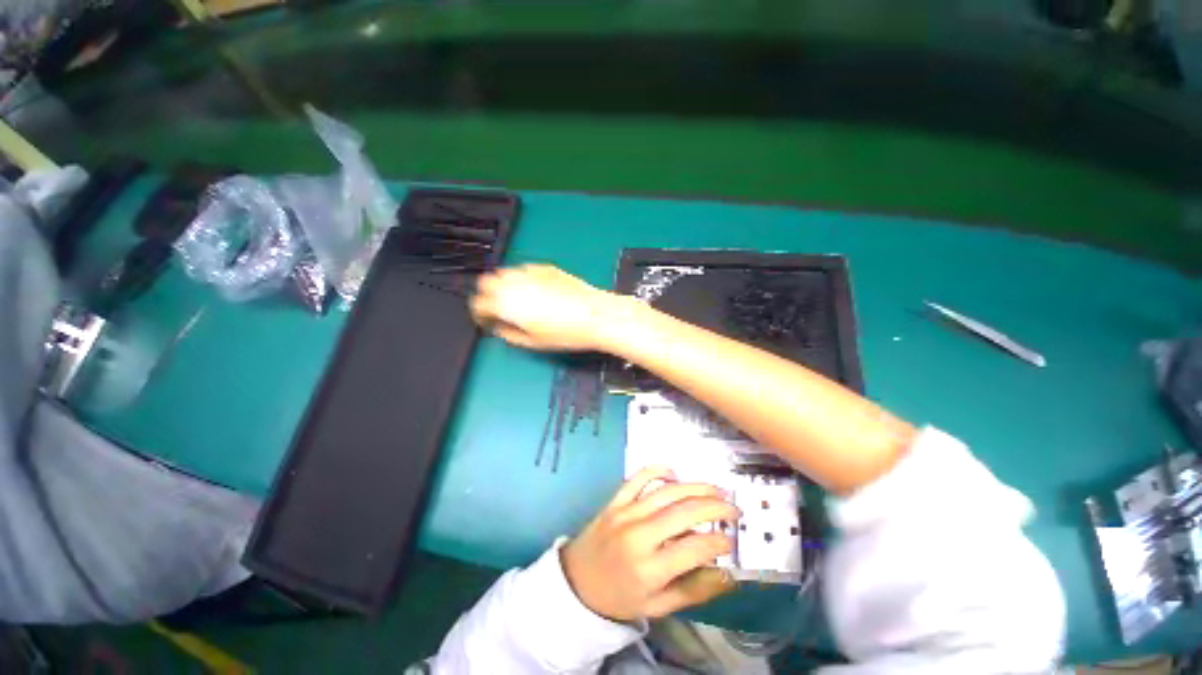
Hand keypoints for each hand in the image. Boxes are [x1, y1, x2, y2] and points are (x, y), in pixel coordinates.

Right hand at [470, 264, 628, 351]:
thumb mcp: (532, 342)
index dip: (479, 314)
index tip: (487, 321)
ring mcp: (530, 272)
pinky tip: (535, 291)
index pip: (478, 303)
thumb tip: (499, 327)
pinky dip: (522, 279)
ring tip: (517, 301)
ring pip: (504, 272)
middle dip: (488, 295)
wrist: (595, 315)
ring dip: (503, 285)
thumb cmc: (564, 332)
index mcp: (505, 302)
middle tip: (499, 310)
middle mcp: (513, 282)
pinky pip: (524, 269)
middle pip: (486, 282)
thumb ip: (508, 334)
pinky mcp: (546, 267)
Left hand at [561, 466, 739, 621]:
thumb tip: (728, 574)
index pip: (694, 548)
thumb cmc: (620, 597)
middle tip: (733, 508)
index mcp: (649, 568)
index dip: (719, 541)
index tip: (732, 539)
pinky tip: (674, 474)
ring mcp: (625, 512)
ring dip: (695, 487)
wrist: (577, 582)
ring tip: (716, 490)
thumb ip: (694, 591)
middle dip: (715, 507)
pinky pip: (638, 477)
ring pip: (667, 492)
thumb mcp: (658, 607)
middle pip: (684, 512)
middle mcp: (638, 535)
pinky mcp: (615, 499)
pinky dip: (658, 470)